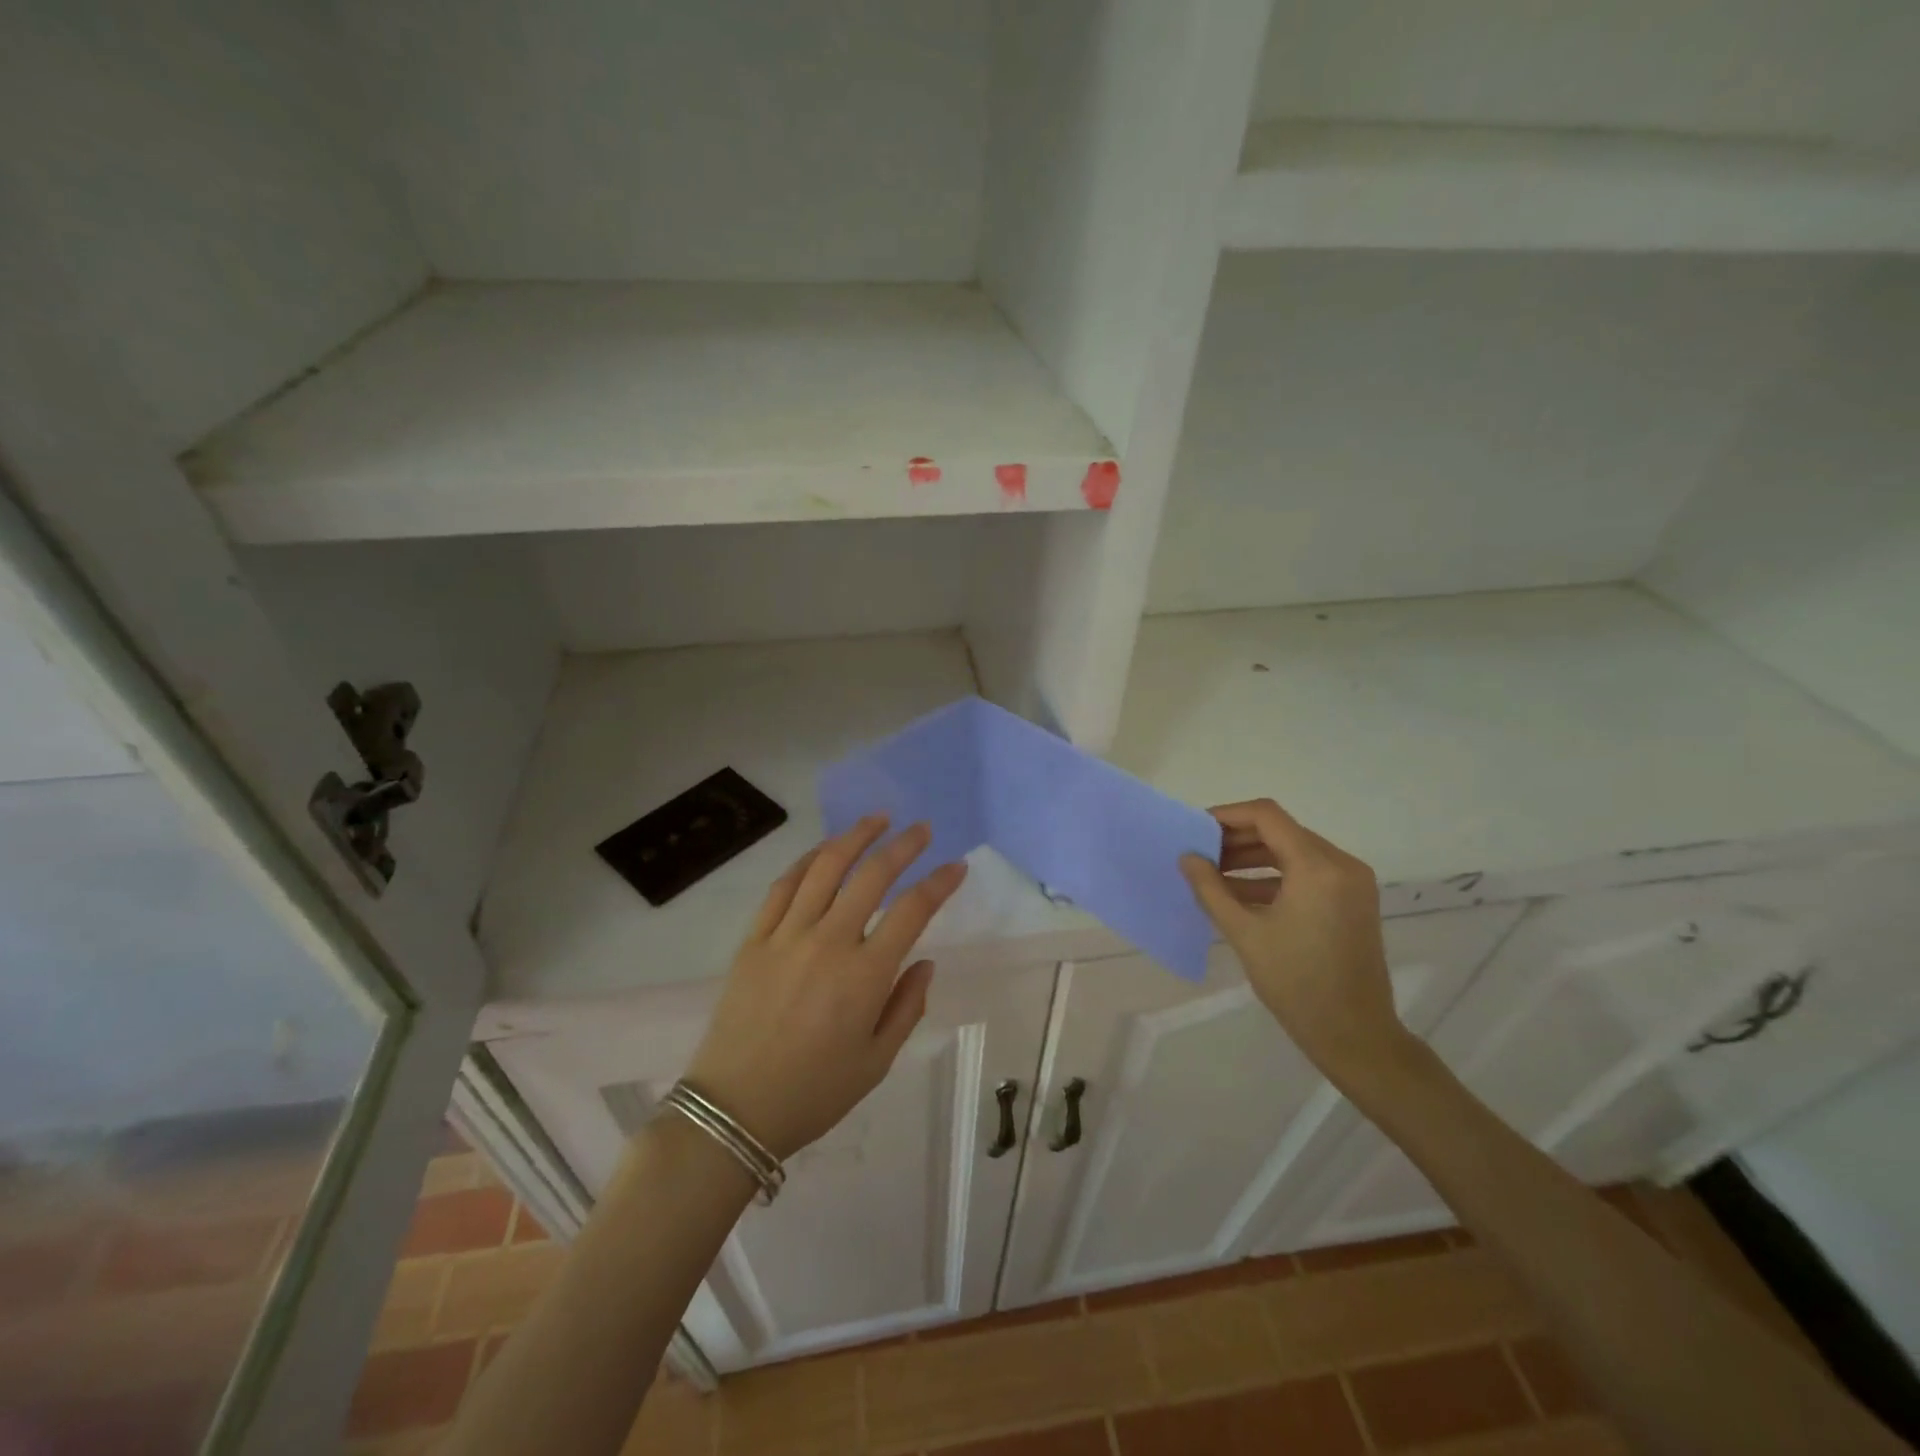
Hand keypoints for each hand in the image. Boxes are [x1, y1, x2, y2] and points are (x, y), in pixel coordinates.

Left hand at [684, 815, 967, 1159]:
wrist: (734, 1110)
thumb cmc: (814, 1093)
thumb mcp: (877, 1062)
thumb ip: (907, 1007)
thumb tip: (925, 962)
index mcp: (865, 975)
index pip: (913, 911)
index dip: (939, 883)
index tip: (956, 867)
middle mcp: (829, 942)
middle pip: (872, 876)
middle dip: (903, 845)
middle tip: (921, 829)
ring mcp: (787, 936)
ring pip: (826, 868)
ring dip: (855, 837)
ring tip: (876, 819)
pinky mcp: (755, 939)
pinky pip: (783, 887)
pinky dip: (807, 861)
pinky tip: (824, 851)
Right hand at [1181, 799, 1410, 1083]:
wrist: (1355, 1035)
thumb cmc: (1296, 983)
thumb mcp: (1245, 933)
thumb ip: (1211, 888)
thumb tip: (1187, 857)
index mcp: (1318, 867)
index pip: (1267, 816)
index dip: (1227, 815)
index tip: (1195, 830)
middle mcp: (1341, 864)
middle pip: (1281, 831)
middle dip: (1237, 839)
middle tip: (1200, 854)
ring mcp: (1351, 883)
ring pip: (1293, 851)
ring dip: (1253, 858)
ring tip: (1213, 874)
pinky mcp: (1352, 900)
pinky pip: (1307, 873)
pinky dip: (1274, 876)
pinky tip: (1239, 894)